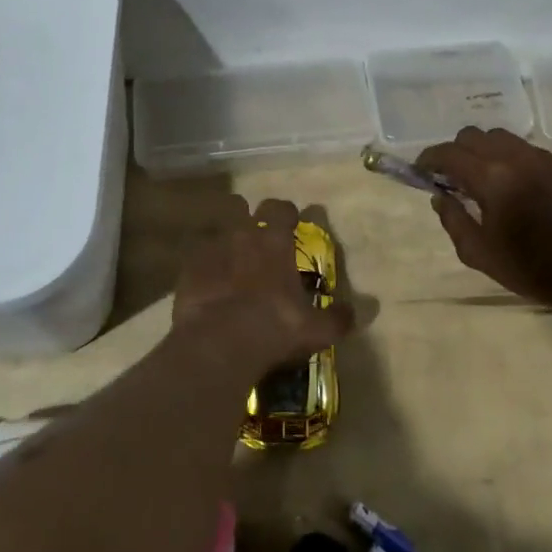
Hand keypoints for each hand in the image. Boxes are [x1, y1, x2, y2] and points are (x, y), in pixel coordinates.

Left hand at [173, 197, 352, 371]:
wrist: (218, 343)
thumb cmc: (274, 328)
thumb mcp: (315, 329)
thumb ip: (338, 317)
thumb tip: (364, 311)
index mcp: (275, 242)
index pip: (281, 209)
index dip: (285, 212)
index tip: (290, 220)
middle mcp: (242, 236)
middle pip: (240, 207)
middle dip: (247, 214)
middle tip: (255, 233)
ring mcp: (211, 250)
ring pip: (216, 229)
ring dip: (223, 238)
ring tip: (228, 256)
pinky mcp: (187, 270)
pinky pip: (195, 257)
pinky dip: (201, 265)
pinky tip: (206, 282)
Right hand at [416, 128, 551, 299]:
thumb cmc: (528, 267)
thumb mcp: (478, 253)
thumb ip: (453, 219)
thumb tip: (439, 196)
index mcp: (490, 179)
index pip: (449, 153)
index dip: (430, 158)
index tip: (422, 169)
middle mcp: (515, 157)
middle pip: (474, 135)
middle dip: (457, 150)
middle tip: (454, 175)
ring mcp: (543, 157)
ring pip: (502, 137)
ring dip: (486, 151)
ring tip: (487, 176)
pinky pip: (529, 150)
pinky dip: (514, 160)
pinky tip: (519, 185)